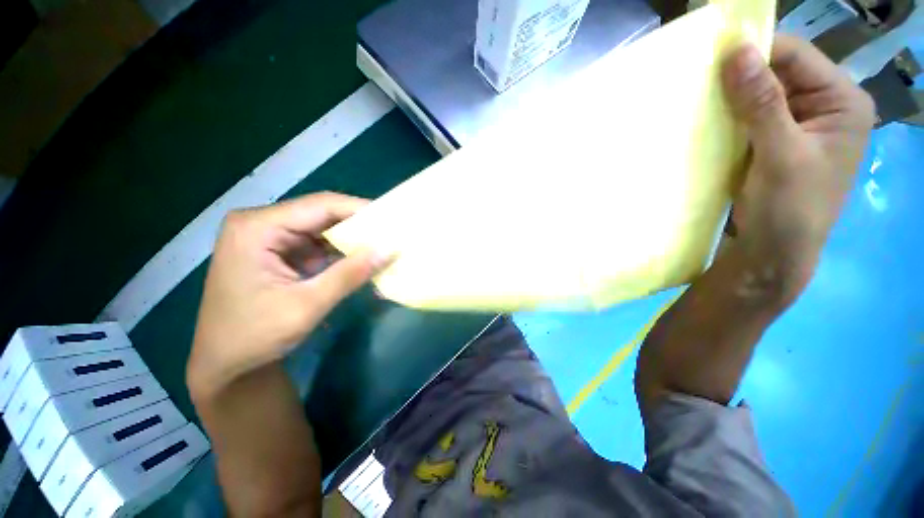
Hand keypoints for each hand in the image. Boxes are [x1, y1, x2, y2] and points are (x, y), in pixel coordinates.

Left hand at [187, 192, 387, 399]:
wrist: (225, 364)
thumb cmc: (254, 336)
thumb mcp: (307, 305)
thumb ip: (350, 274)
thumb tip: (390, 249)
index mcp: (257, 228)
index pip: (320, 206)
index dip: (360, 209)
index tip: (393, 219)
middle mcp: (261, 224)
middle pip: (321, 213)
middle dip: (358, 224)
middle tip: (392, 232)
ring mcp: (268, 237)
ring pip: (321, 227)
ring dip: (351, 238)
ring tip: (383, 243)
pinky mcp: (277, 251)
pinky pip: (317, 242)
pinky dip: (340, 251)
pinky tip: (361, 257)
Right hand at [721, 35, 875, 297]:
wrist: (771, 254)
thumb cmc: (789, 210)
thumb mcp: (781, 156)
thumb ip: (763, 104)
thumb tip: (735, 53)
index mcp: (842, 101)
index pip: (796, 56)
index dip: (756, 51)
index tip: (711, 58)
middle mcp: (822, 105)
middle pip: (777, 72)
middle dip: (739, 75)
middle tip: (698, 81)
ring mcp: (796, 124)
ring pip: (758, 94)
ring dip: (729, 97)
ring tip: (697, 100)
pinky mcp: (771, 141)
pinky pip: (748, 117)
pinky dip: (727, 116)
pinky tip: (706, 120)